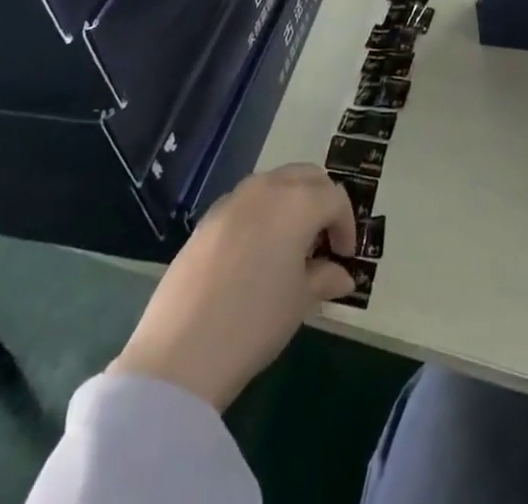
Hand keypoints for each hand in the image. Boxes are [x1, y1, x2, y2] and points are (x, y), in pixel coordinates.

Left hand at [106, 166, 355, 410]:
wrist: (181, 350)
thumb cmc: (255, 321)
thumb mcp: (300, 302)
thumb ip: (324, 278)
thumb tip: (341, 274)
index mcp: (297, 202)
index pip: (335, 198)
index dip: (346, 225)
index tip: (345, 257)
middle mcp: (267, 187)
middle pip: (307, 176)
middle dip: (322, 201)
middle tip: (324, 240)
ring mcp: (234, 198)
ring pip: (275, 183)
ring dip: (292, 202)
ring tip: (292, 245)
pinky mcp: (209, 216)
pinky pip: (248, 201)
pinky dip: (263, 213)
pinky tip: (257, 253)